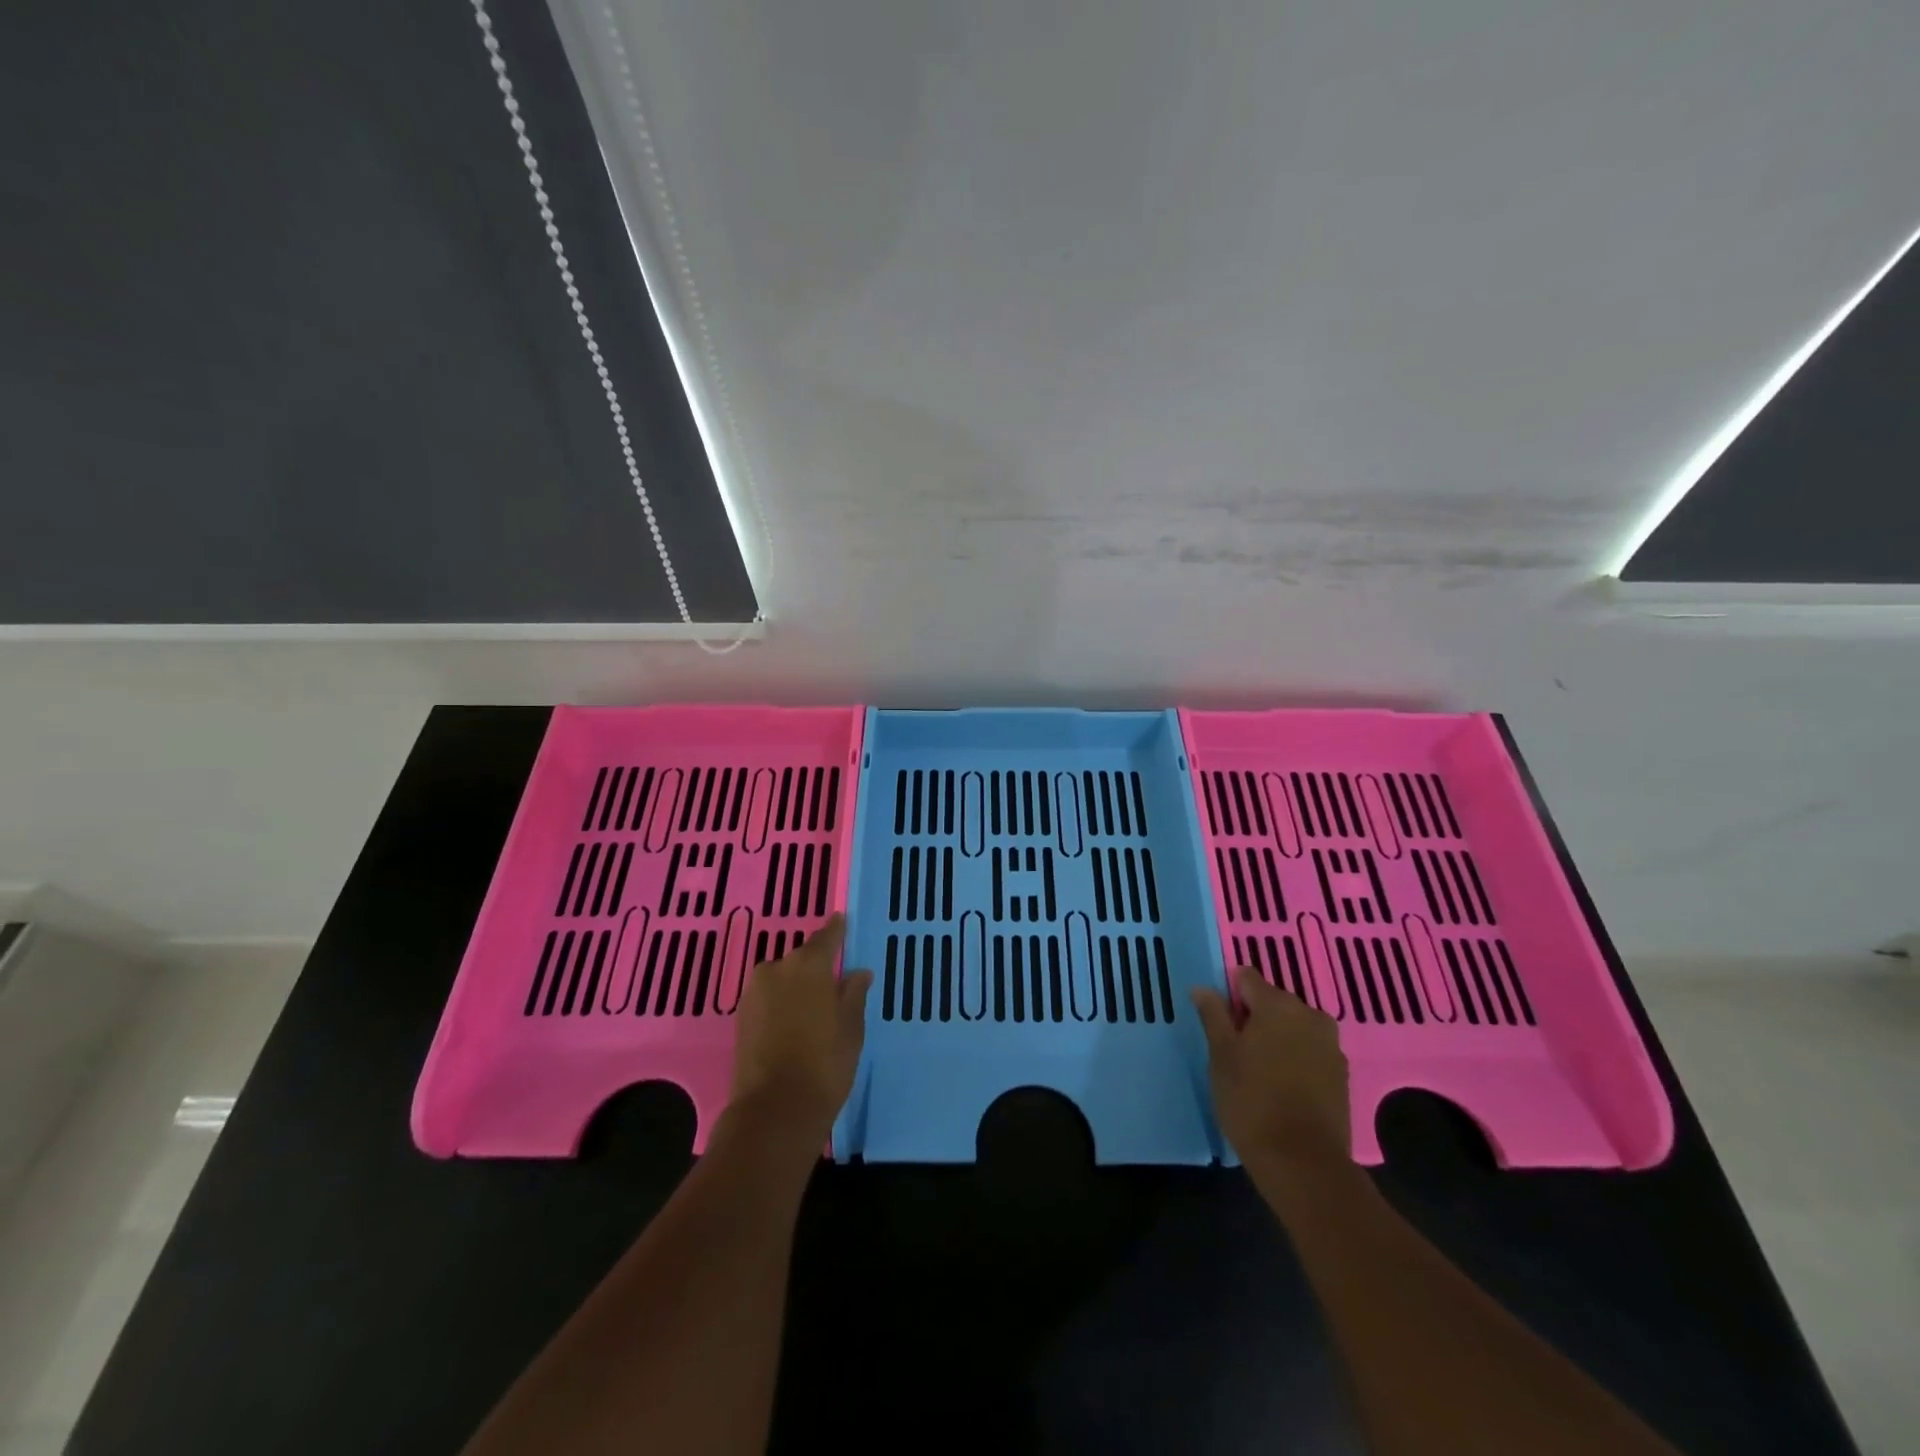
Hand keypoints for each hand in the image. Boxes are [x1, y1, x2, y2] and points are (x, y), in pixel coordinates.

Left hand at [728, 915, 871, 1145]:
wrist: (774, 1111)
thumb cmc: (824, 1063)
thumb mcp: (851, 1028)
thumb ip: (853, 994)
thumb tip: (857, 972)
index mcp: (808, 964)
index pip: (826, 937)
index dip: (836, 930)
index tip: (842, 921)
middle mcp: (776, 969)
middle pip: (801, 960)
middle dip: (816, 968)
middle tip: (834, 984)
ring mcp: (754, 993)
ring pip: (782, 980)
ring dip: (797, 987)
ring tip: (814, 1008)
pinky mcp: (741, 1018)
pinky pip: (769, 999)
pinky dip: (781, 1004)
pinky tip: (794, 1022)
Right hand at [1191, 966, 1350, 1170]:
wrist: (1303, 1162)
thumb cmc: (1251, 1100)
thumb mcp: (1221, 1055)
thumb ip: (1213, 1015)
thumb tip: (1202, 987)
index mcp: (1277, 1004)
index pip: (1247, 977)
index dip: (1230, 993)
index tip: (1219, 1021)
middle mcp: (1309, 1014)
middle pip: (1273, 1001)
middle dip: (1254, 1016)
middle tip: (1235, 1048)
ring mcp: (1330, 1045)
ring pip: (1294, 1027)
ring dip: (1277, 1037)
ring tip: (1258, 1069)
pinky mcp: (1341, 1074)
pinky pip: (1311, 1051)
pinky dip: (1296, 1058)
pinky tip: (1282, 1085)